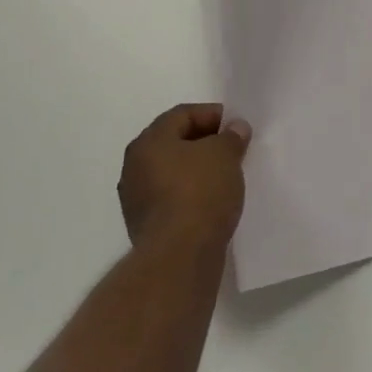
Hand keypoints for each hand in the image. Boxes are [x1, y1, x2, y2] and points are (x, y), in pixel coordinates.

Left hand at [119, 103, 251, 254]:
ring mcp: (136, 198)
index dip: (211, 114)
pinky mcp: (145, 226)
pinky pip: (171, 198)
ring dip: (197, 169)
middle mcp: (135, 165)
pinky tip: (212, 201)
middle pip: (174, 142)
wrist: (178, 257)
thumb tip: (235, 127)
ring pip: (172, 172)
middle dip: (204, 142)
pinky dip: (190, 194)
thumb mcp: (224, 155)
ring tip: (225, 176)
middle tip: (232, 148)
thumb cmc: (200, 193)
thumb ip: (231, 137)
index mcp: (149, 141)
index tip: (236, 126)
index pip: (182, 114)